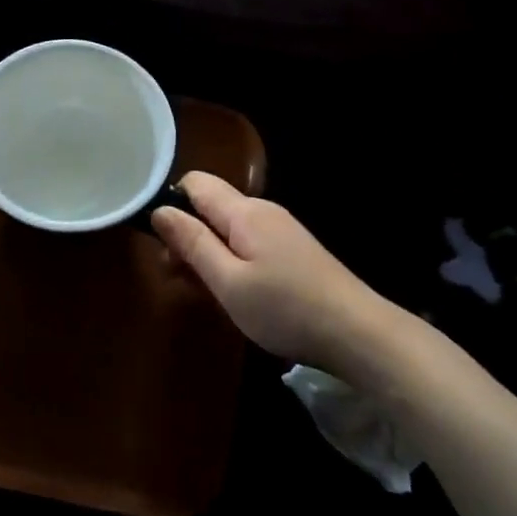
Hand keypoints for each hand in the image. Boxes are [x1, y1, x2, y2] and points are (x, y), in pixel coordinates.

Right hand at [152, 172, 392, 371]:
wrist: (357, 332)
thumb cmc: (285, 308)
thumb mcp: (228, 282)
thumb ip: (192, 243)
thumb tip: (160, 210)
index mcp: (244, 211)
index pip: (195, 183)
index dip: (171, 203)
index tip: (159, 243)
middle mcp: (263, 210)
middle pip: (211, 207)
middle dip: (187, 235)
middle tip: (176, 278)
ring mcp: (281, 230)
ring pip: (229, 228)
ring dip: (208, 253)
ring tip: (203, 292)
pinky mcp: (293, 250)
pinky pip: (249, 243)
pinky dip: (231, 261)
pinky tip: (235, 293)